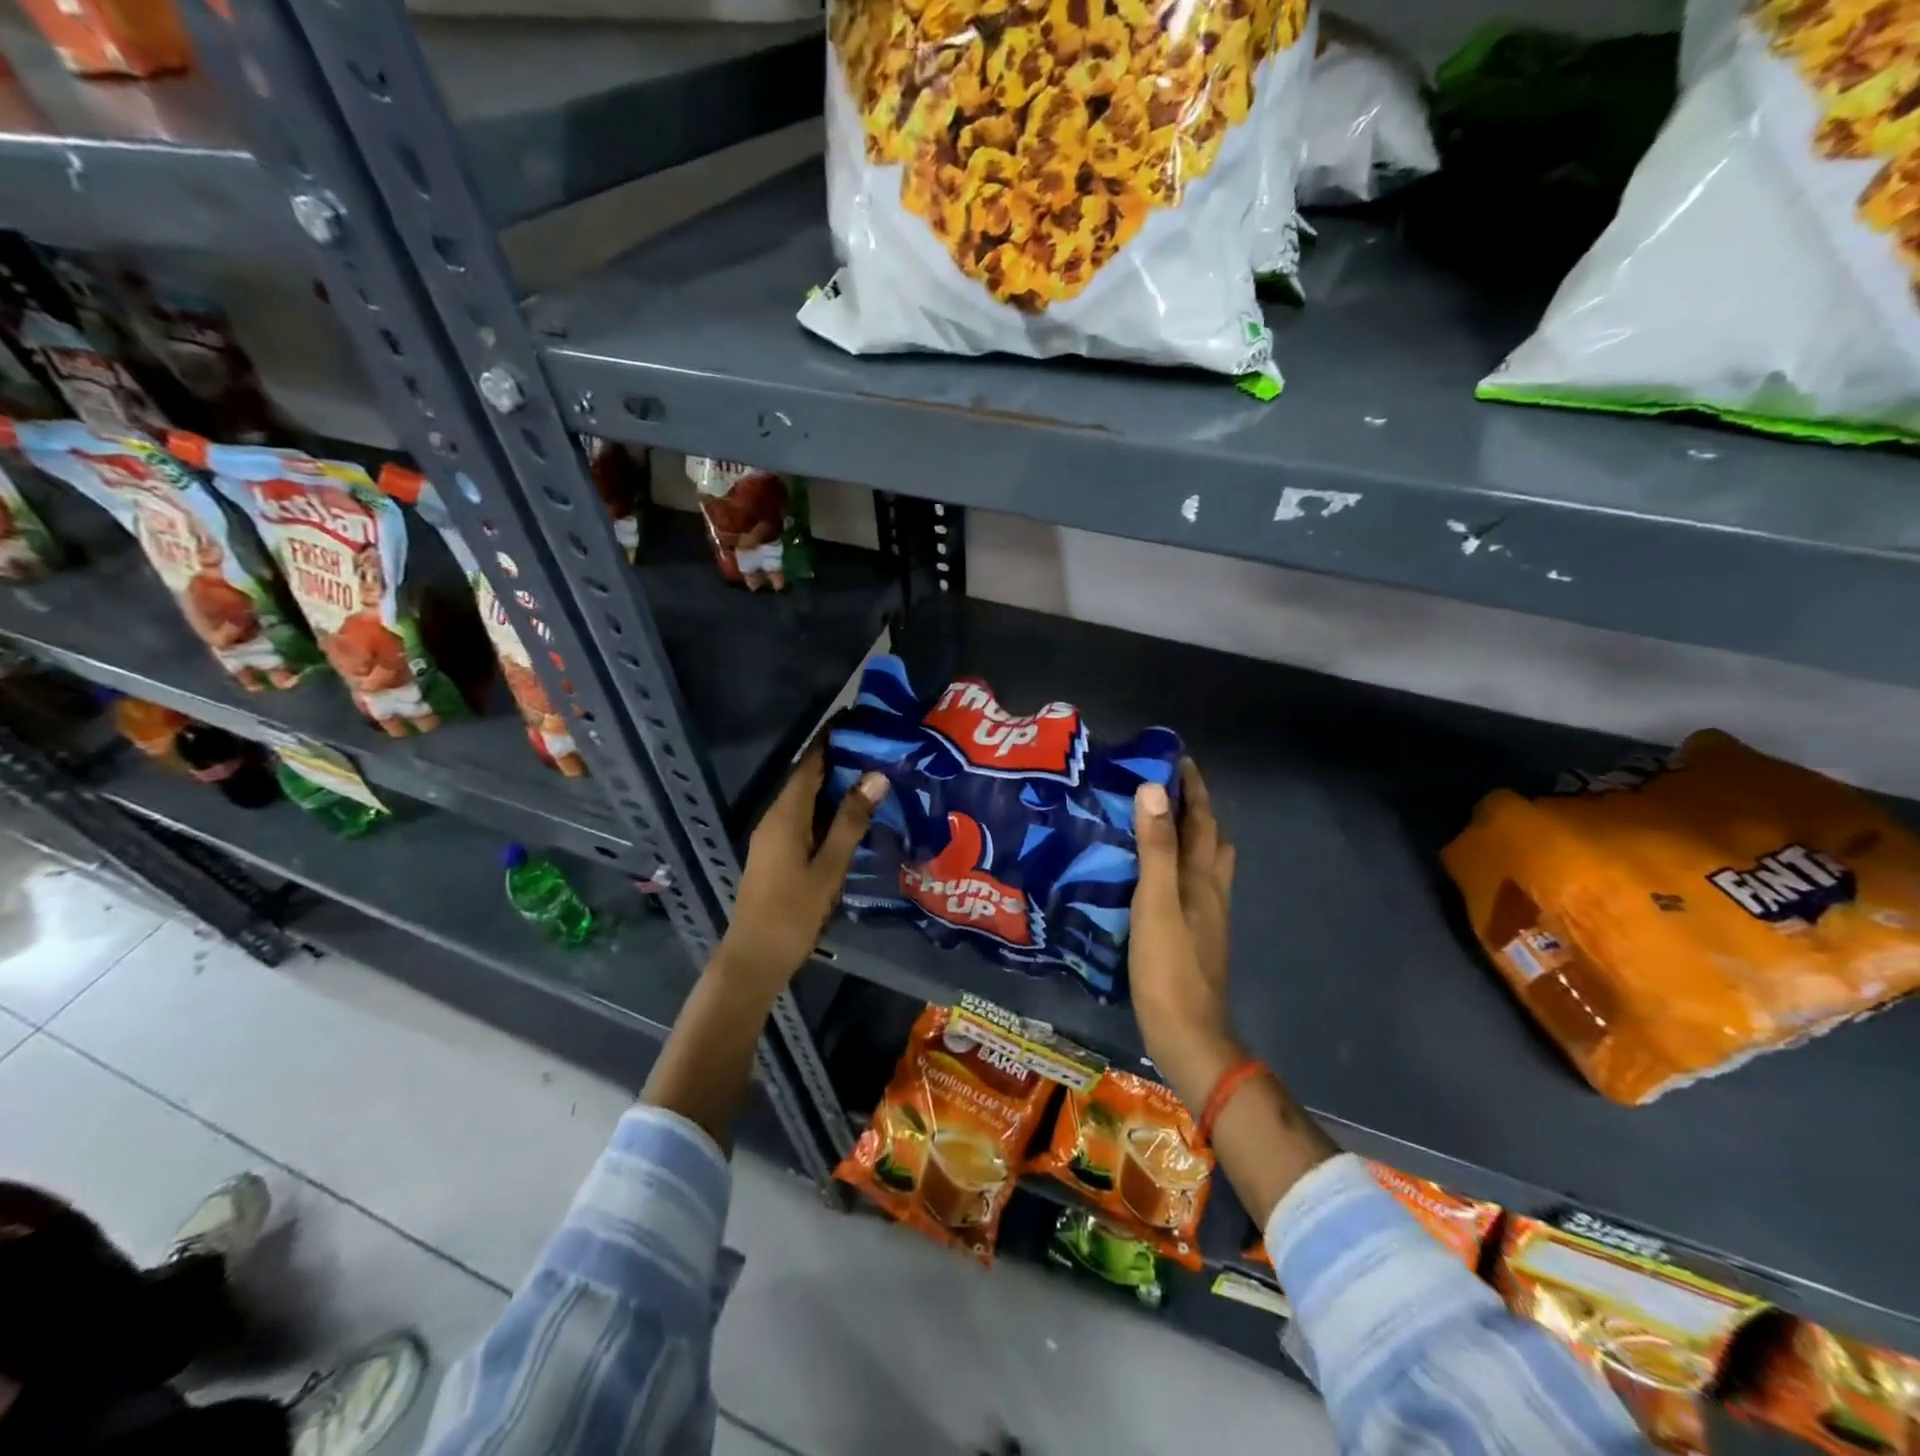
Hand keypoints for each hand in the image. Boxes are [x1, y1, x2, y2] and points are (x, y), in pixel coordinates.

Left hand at [715, 746, 887, 993]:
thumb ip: (850, 822)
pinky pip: (803, 817)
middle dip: (838, 759)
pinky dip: (826, 807)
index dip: (830, 740)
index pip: (809, 764)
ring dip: (834, 784)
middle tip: (877, 747)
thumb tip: (875, 776)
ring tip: (872, 774)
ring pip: (805, 798)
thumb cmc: (792, 913)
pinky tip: (851, 815)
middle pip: (806, 778)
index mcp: (785, 815)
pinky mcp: (776, 853)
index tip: (858, 720)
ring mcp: (772, 837)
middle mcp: (774, 818)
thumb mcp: (829, 867)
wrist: (753, 959)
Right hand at [1129, 760, 1242, 1107]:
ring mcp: (1205, 919)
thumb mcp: (1156, 902)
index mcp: (1203, 879)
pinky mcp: (1193, 939)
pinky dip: (1176, 870)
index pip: (1203, 821)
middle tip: (1161, 792)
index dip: (1193, 788)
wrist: (1187, 1035)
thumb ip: (1156, 848)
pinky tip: (1150, 880)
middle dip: (1194, 810)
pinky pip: (1189, 889)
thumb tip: (1154, 790)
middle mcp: (1210, 893)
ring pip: (1203, 867)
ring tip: (1155, 828)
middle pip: (1210, 841)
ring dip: (1188, 840)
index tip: (1176, 759)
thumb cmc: (1169, 967)